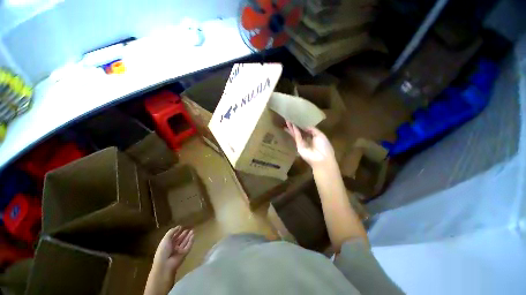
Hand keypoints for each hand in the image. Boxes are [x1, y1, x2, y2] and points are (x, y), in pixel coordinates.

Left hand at [145, 226, 193, 294]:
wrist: (165, 265)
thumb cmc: (163, 251)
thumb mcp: (165, 239)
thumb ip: (171, 232)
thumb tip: (179, 226)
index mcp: (167, 245)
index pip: (173, 237)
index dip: (176, 232)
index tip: (181, 227)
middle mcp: (173, 247)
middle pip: (180, 239)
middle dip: (184, 234)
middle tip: (188, 228)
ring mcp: (179, 251)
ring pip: (185, 242)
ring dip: (188, 236)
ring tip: (193, 230)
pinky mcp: (185, 253)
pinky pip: (188, 246)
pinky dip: (191, 241)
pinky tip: (193, 235)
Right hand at [285, 121, 335, 169]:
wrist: (322, 159)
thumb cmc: (324, 147)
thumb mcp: (320, 135)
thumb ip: (313, 129)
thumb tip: (306, 126)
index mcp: (314, 137)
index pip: (307, 130)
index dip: (303, 125)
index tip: (299, 118)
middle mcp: (307, 140)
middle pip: (300, 132)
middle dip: (296, 126)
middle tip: (291, 119)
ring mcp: (302, 143)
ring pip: (296, 134)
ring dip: (292, 128)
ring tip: (287, 121)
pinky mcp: (299, 146)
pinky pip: (297, 138)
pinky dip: (295, 132)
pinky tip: (292, 126)